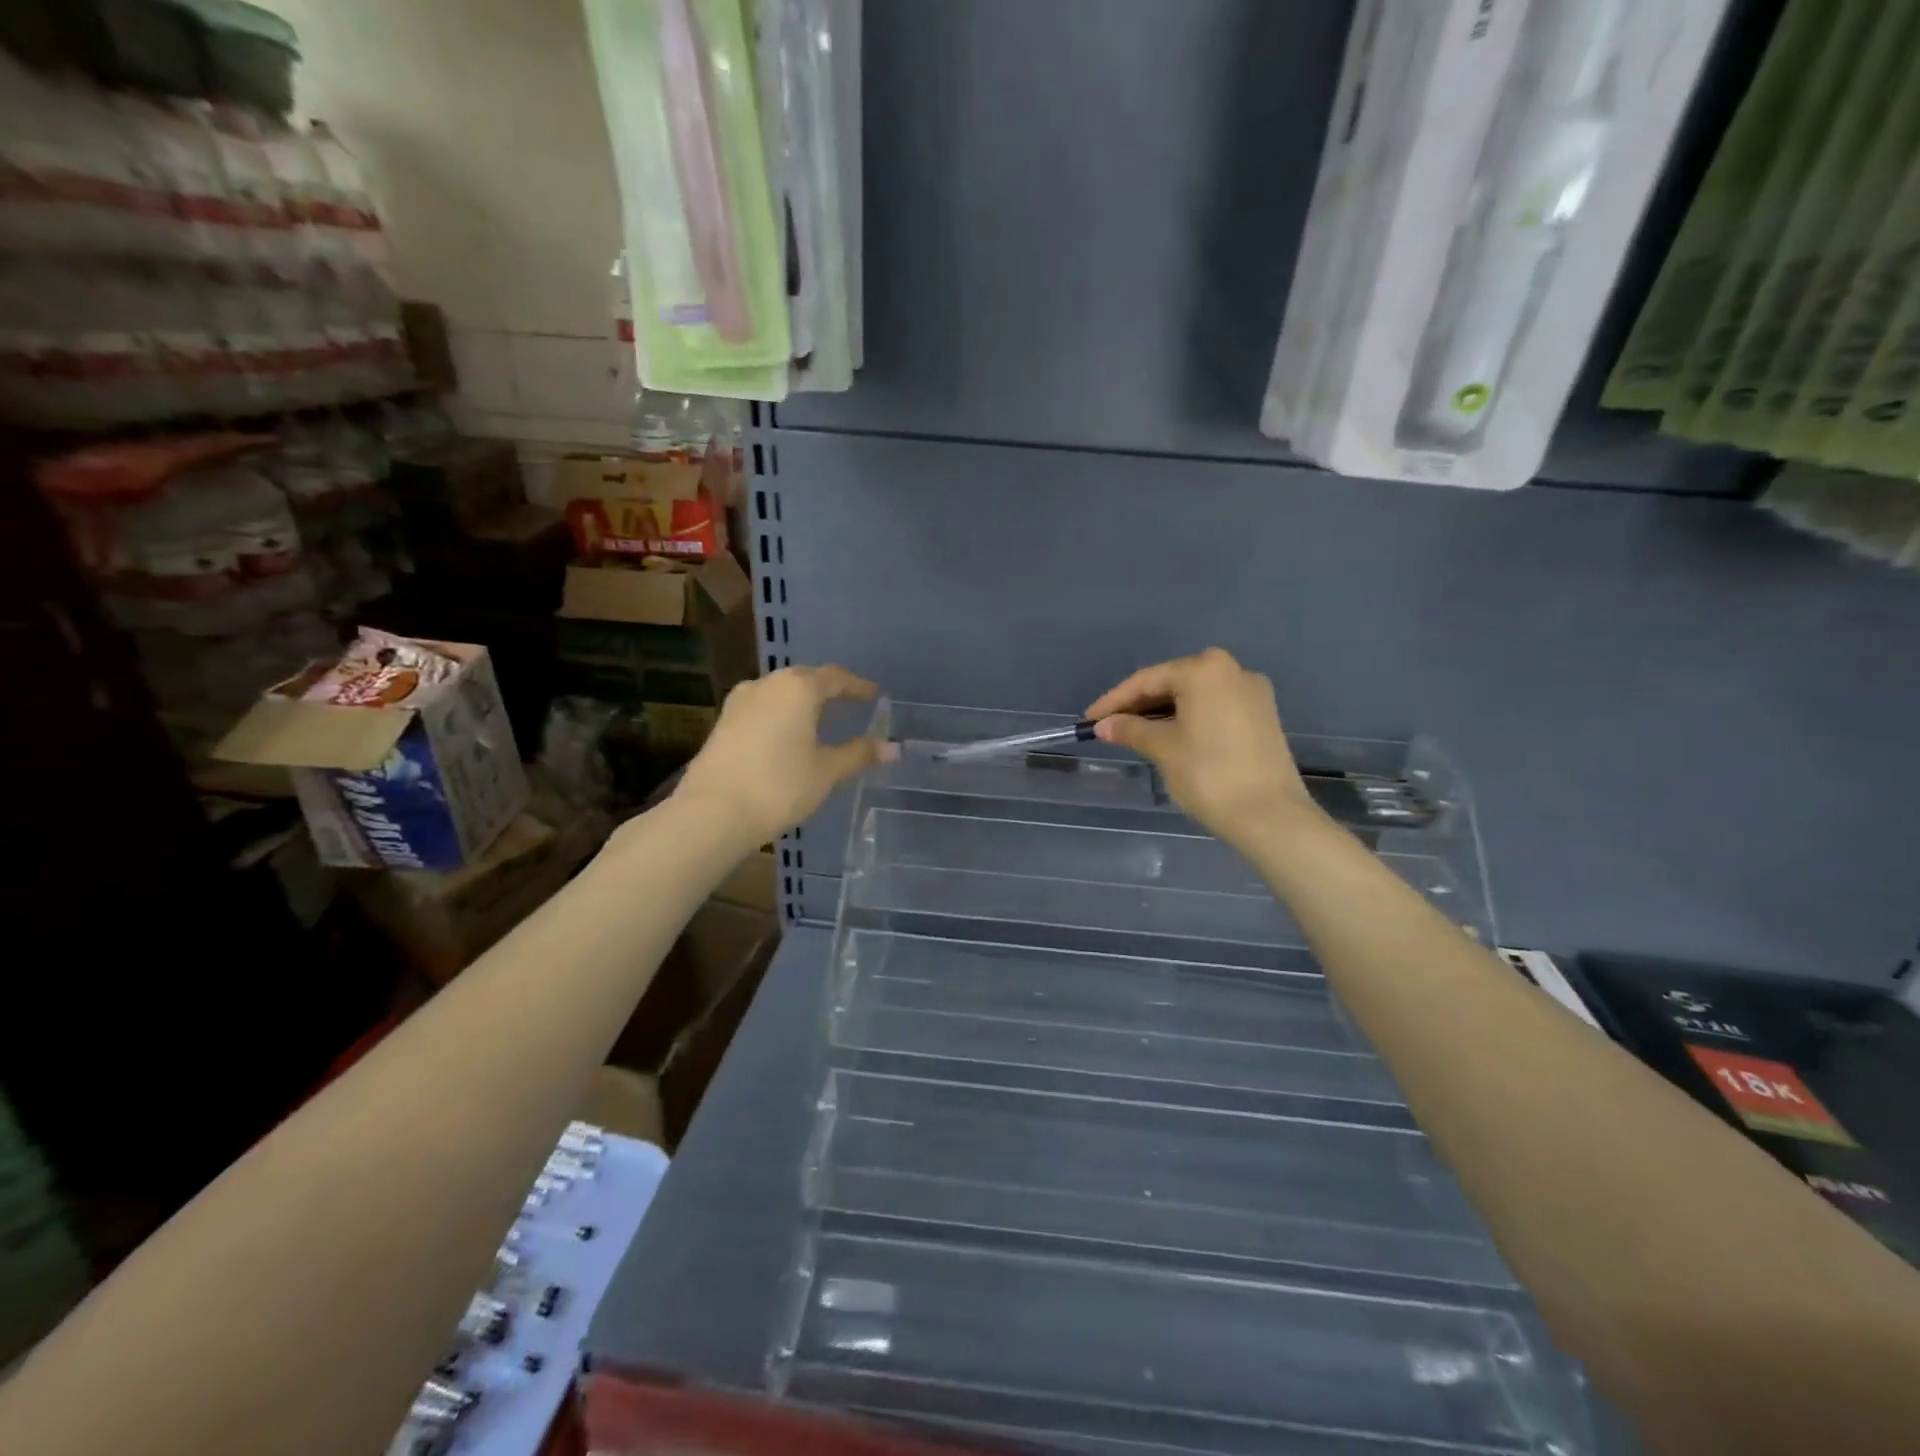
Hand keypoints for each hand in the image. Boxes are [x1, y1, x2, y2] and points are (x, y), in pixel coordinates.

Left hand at [673, 664, 886, 846]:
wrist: (713, 812)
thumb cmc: (779, 786)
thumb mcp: (826, 771)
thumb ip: (859, 754)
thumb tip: (892, 747)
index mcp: (798, 688)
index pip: (836, 678)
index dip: (858, 687)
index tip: (874, 695)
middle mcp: (767, 684)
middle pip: (805, 679)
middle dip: (828, 691)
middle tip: (848, 704)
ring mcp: (740, 702)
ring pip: (780, 693)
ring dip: (801, 703)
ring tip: (819, 720)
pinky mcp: (723, 722)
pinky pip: (762, 709)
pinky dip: (781, 715)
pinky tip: (787, 736)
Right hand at [1086, 648, 1316, 852]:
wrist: (1270, 815)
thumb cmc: (1209, 774)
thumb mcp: (1163, 748)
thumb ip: (1131, 730)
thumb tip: (1105, 725)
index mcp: (1205, 670)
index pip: (1148, 680)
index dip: (1114, 700)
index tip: (1089, 720)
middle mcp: (1232, 670)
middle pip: (1173, 682)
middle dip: (1139, 704)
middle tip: (1109, 725)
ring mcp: (1252, 692)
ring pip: (1195, 695)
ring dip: (1163, 711)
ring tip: (1133, 731)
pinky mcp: (1263, 715)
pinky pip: (1214, 707)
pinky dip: (1188, 717)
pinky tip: (1168, 734)